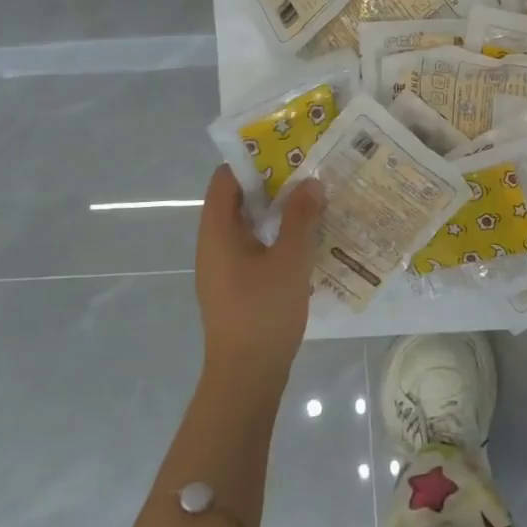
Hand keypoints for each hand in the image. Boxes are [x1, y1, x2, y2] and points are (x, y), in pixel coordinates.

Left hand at [193, 165, 323, 388]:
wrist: (246, 377)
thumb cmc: (263, 312)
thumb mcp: (290, 260)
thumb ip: (300, 217)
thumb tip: (310, 182)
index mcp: (217, 232)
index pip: (225, 180)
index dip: (252, 160)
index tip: (286, 149)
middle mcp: (213, 245)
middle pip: (237, 201)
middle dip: (271, 184)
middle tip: (308, 172)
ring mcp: (222, 268)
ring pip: (248, 226)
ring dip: (276, 211)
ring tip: (312, 200)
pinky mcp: (235, 287)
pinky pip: (253, 248)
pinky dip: (275, 236)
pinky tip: (306, 240)